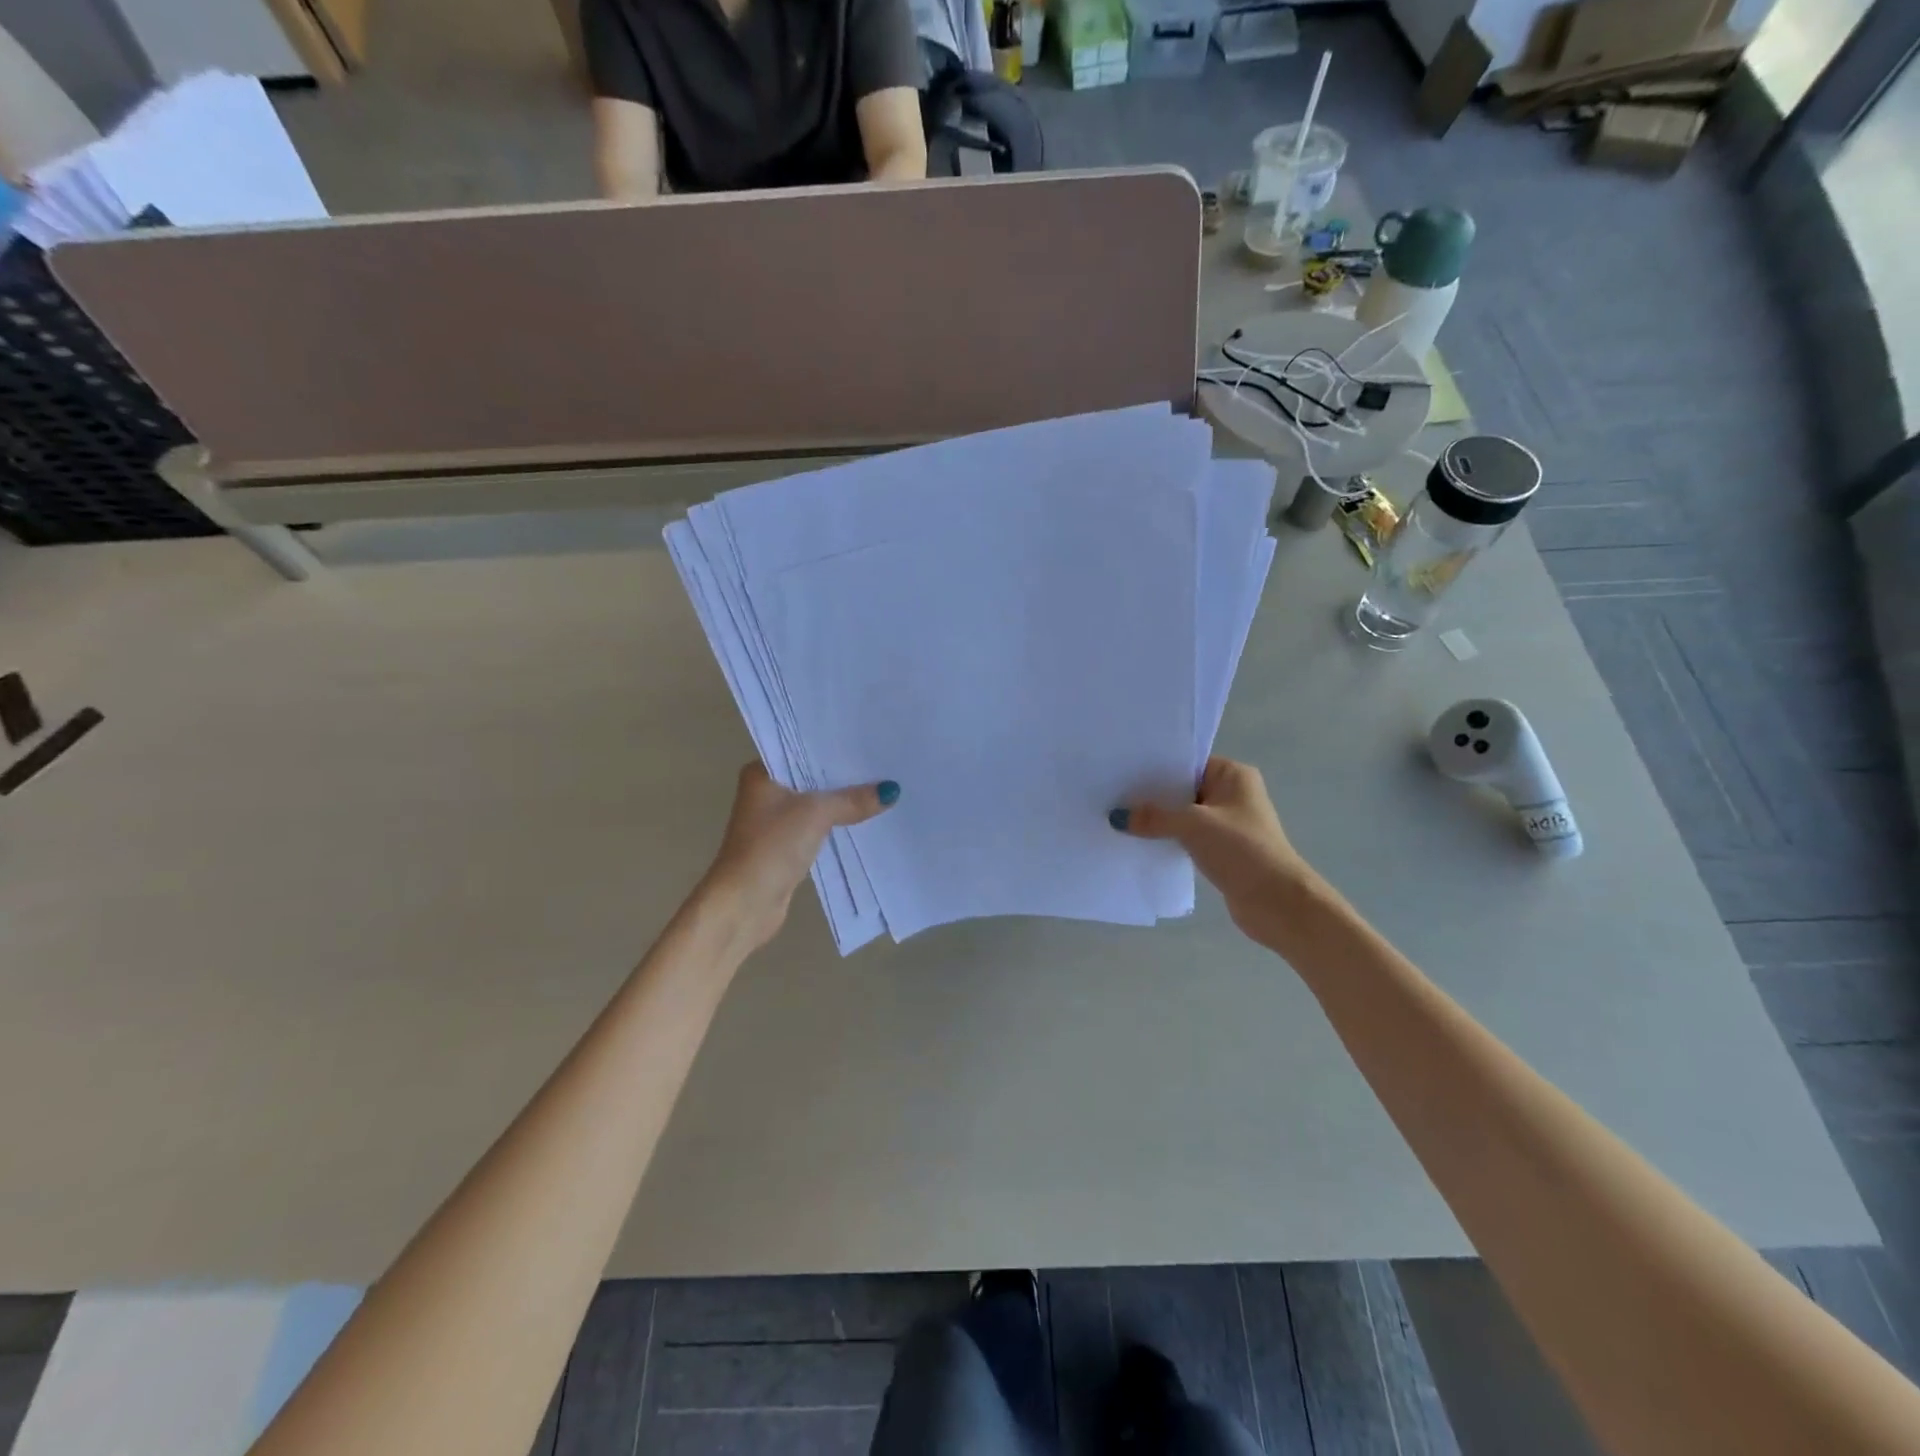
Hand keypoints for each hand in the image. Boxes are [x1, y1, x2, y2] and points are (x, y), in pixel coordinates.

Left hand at [699, 763, 898, 950]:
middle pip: (812, 777)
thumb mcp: (816, 814)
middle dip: (843, 774)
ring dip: (842, 801)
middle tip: (882, 762)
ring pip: (817, 803)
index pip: (802, 749)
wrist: (745, 903)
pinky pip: (818, 826)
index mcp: (762, 773)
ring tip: (881, 786)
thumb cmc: (772, 846)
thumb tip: (891, 790)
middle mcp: (766, 792)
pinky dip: (837, 823)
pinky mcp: (786, 846)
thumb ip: (853, 800)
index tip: (866, 739)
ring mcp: (775, 821)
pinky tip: (866, 817)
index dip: (833, 746)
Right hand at [1112, 758, 1310, 943]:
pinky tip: (1139, 841)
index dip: (1156, 766)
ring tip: (1120, 818)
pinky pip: (1186, 837)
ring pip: (1182, 814)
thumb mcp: (1192, 825)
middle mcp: (1232, 794)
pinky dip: (1167, 838)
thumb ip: (1154, 817)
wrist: (1276, 902)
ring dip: (1158, 820)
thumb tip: (1117, 817)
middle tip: (1112, 794)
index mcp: (1233, 775)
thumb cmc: (1241, 849)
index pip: (1187, 762)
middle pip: (1183, 788)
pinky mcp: (1221, 850)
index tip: (1122, 769)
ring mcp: (1227, 823)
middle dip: (1152, 795)